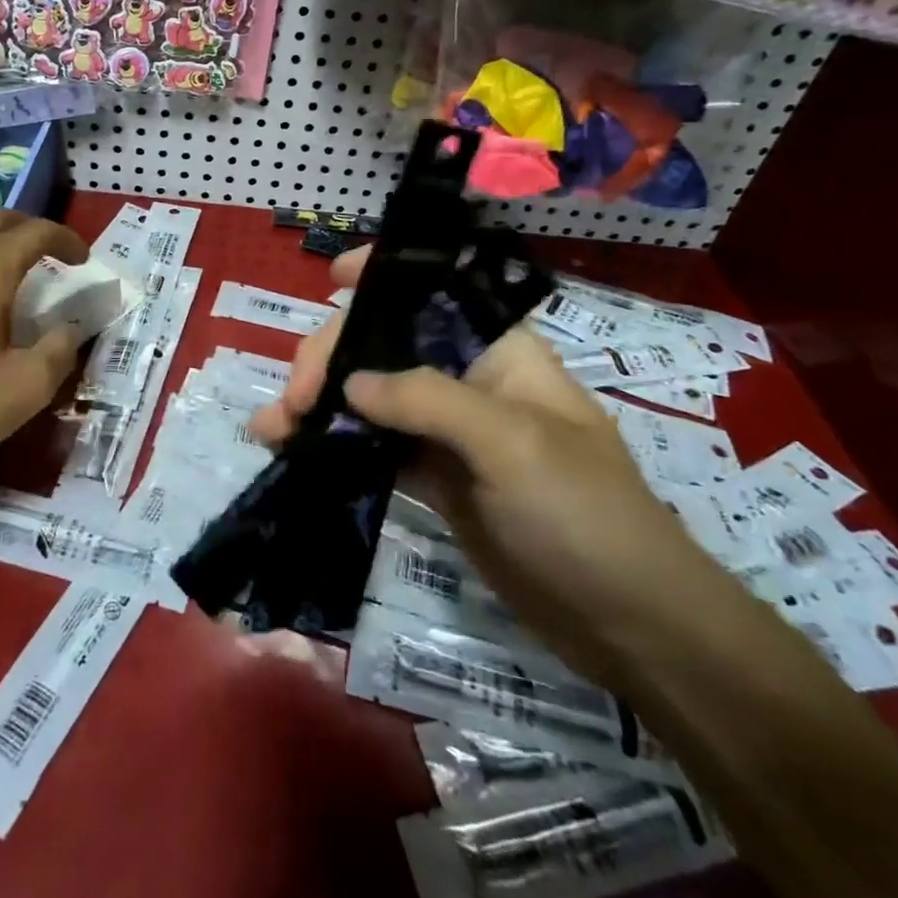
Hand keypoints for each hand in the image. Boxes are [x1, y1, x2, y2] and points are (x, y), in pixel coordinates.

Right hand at [252, 248, 742, 689]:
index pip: (434, 291)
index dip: (384, 274)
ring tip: (270, 427)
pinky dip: (331, 444)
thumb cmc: (585, 513)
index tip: (332, 276)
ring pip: (368, 397)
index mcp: (498, 350)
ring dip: (317, 404)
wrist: (628, 623)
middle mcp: (466, 379)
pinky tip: (292, 450)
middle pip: (384, 344)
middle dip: (331, 358)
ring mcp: (446, 431)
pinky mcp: (432, 477)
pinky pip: (371, 446)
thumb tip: (350, 382)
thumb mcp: (512, 443)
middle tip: (295, 400)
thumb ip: (427, 399)